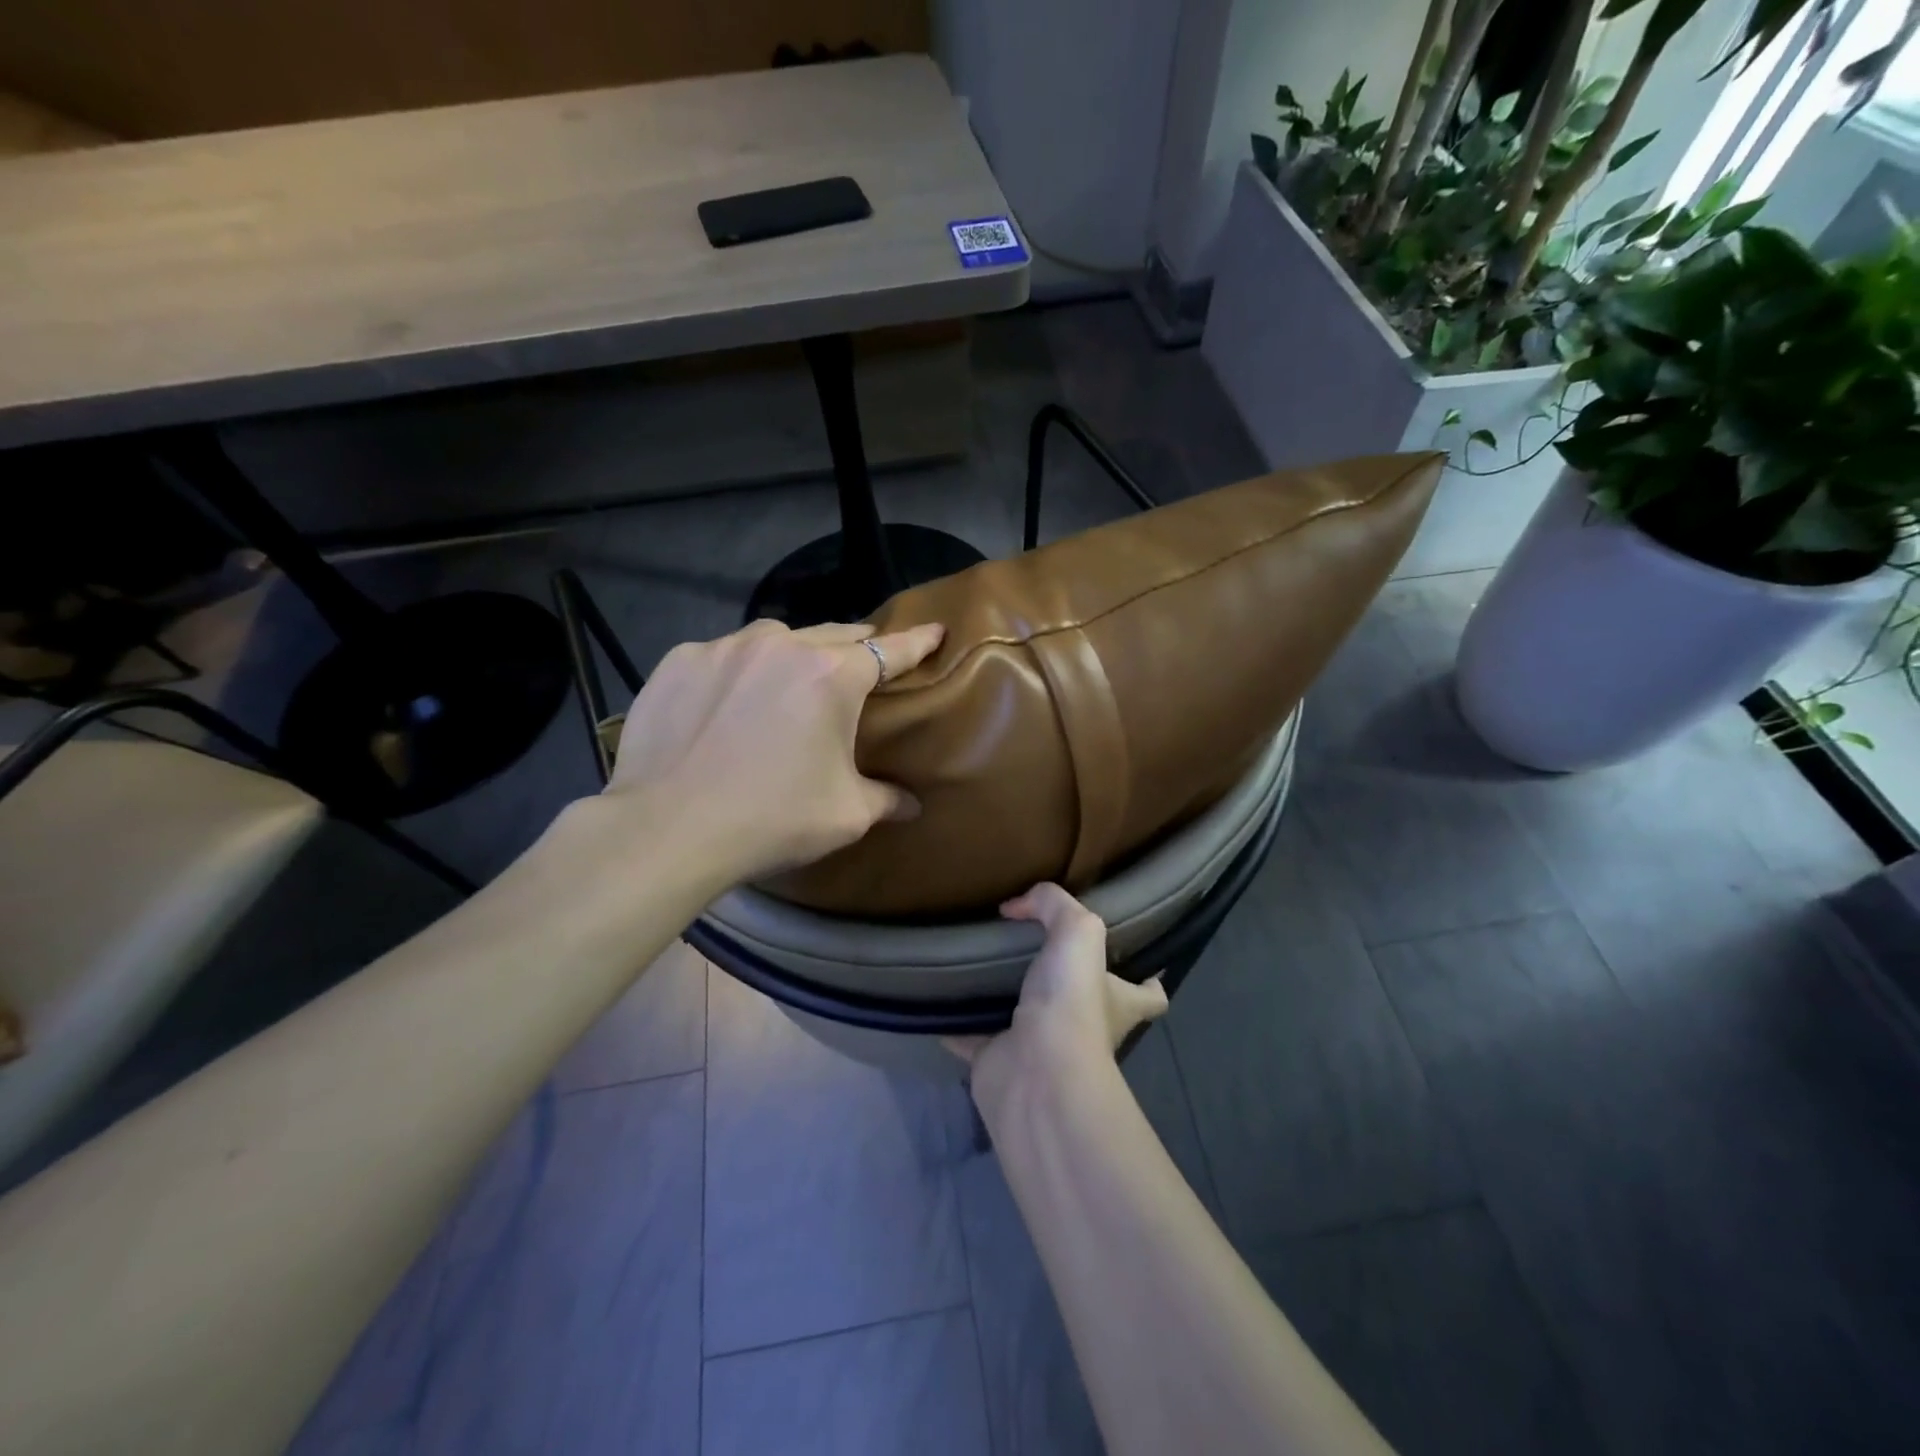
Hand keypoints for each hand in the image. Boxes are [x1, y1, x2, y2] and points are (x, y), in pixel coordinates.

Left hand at [600, 617, 944, 885]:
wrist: (667, 830)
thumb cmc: (772, 819)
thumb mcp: (845, 815)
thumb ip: (886, 800)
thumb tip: (912, 805)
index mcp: (832, 676)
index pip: (890, 650)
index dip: (917, 642)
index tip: (935, 630)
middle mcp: (781, 646)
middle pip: (834, 635)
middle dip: (856, 647)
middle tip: (865, 664)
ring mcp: (725, 647)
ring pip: (775, 639)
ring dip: (794, 654)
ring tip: (791, 682)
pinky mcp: (679, 661)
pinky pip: (724, 655)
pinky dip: (739, 670)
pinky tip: (729, 701)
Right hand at [948, 883, 1168, 1104]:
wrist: (1034, 1074)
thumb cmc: (1071, 1003)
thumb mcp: (1078, 932)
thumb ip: (1054, 904)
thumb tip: (1017, 906)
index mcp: (1117, 1003)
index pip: (1148, 995)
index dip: (1147, 977)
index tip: (1134, 957)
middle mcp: (1084, 1028)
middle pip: (1082, 1002)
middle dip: (1063, 979)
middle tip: (1033, 945)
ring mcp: (1040, 1049)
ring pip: (1025, 1018)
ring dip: (1006, 996)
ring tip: (982, 960)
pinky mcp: (998, 1060)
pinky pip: (973, 1036)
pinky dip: (957, 1021)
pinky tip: (942, 994)